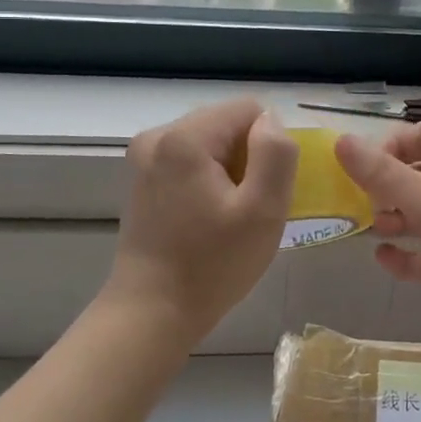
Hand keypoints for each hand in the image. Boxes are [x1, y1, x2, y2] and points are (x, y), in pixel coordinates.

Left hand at [105, 99, 297, 340]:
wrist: (152, 312)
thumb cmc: (212, 265)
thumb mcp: (263, 210)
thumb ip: (276, 154)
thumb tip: (271, 120)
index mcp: (185, 137)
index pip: (249, 109)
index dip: (269, 145)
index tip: (264, 189)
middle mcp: (158, 135)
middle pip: (227, 122)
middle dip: (249, 157)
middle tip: (248, 206)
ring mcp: (146, 156)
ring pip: (212, 141)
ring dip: (231, 170)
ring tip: (228, 214)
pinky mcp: (144, 178)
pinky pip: (192, 159)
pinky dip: (210, 179)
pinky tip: (209, 216)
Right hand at [335, 123, 420, 344]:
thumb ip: (380, 173)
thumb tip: (339, 140)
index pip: (419, 134)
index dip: (386, 149)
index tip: (360, 173)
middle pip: (420, 173)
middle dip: (388, 189)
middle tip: (360, 206)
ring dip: (397, 220)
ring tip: (372, 230)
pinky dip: (412, 254)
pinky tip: (387, 260)